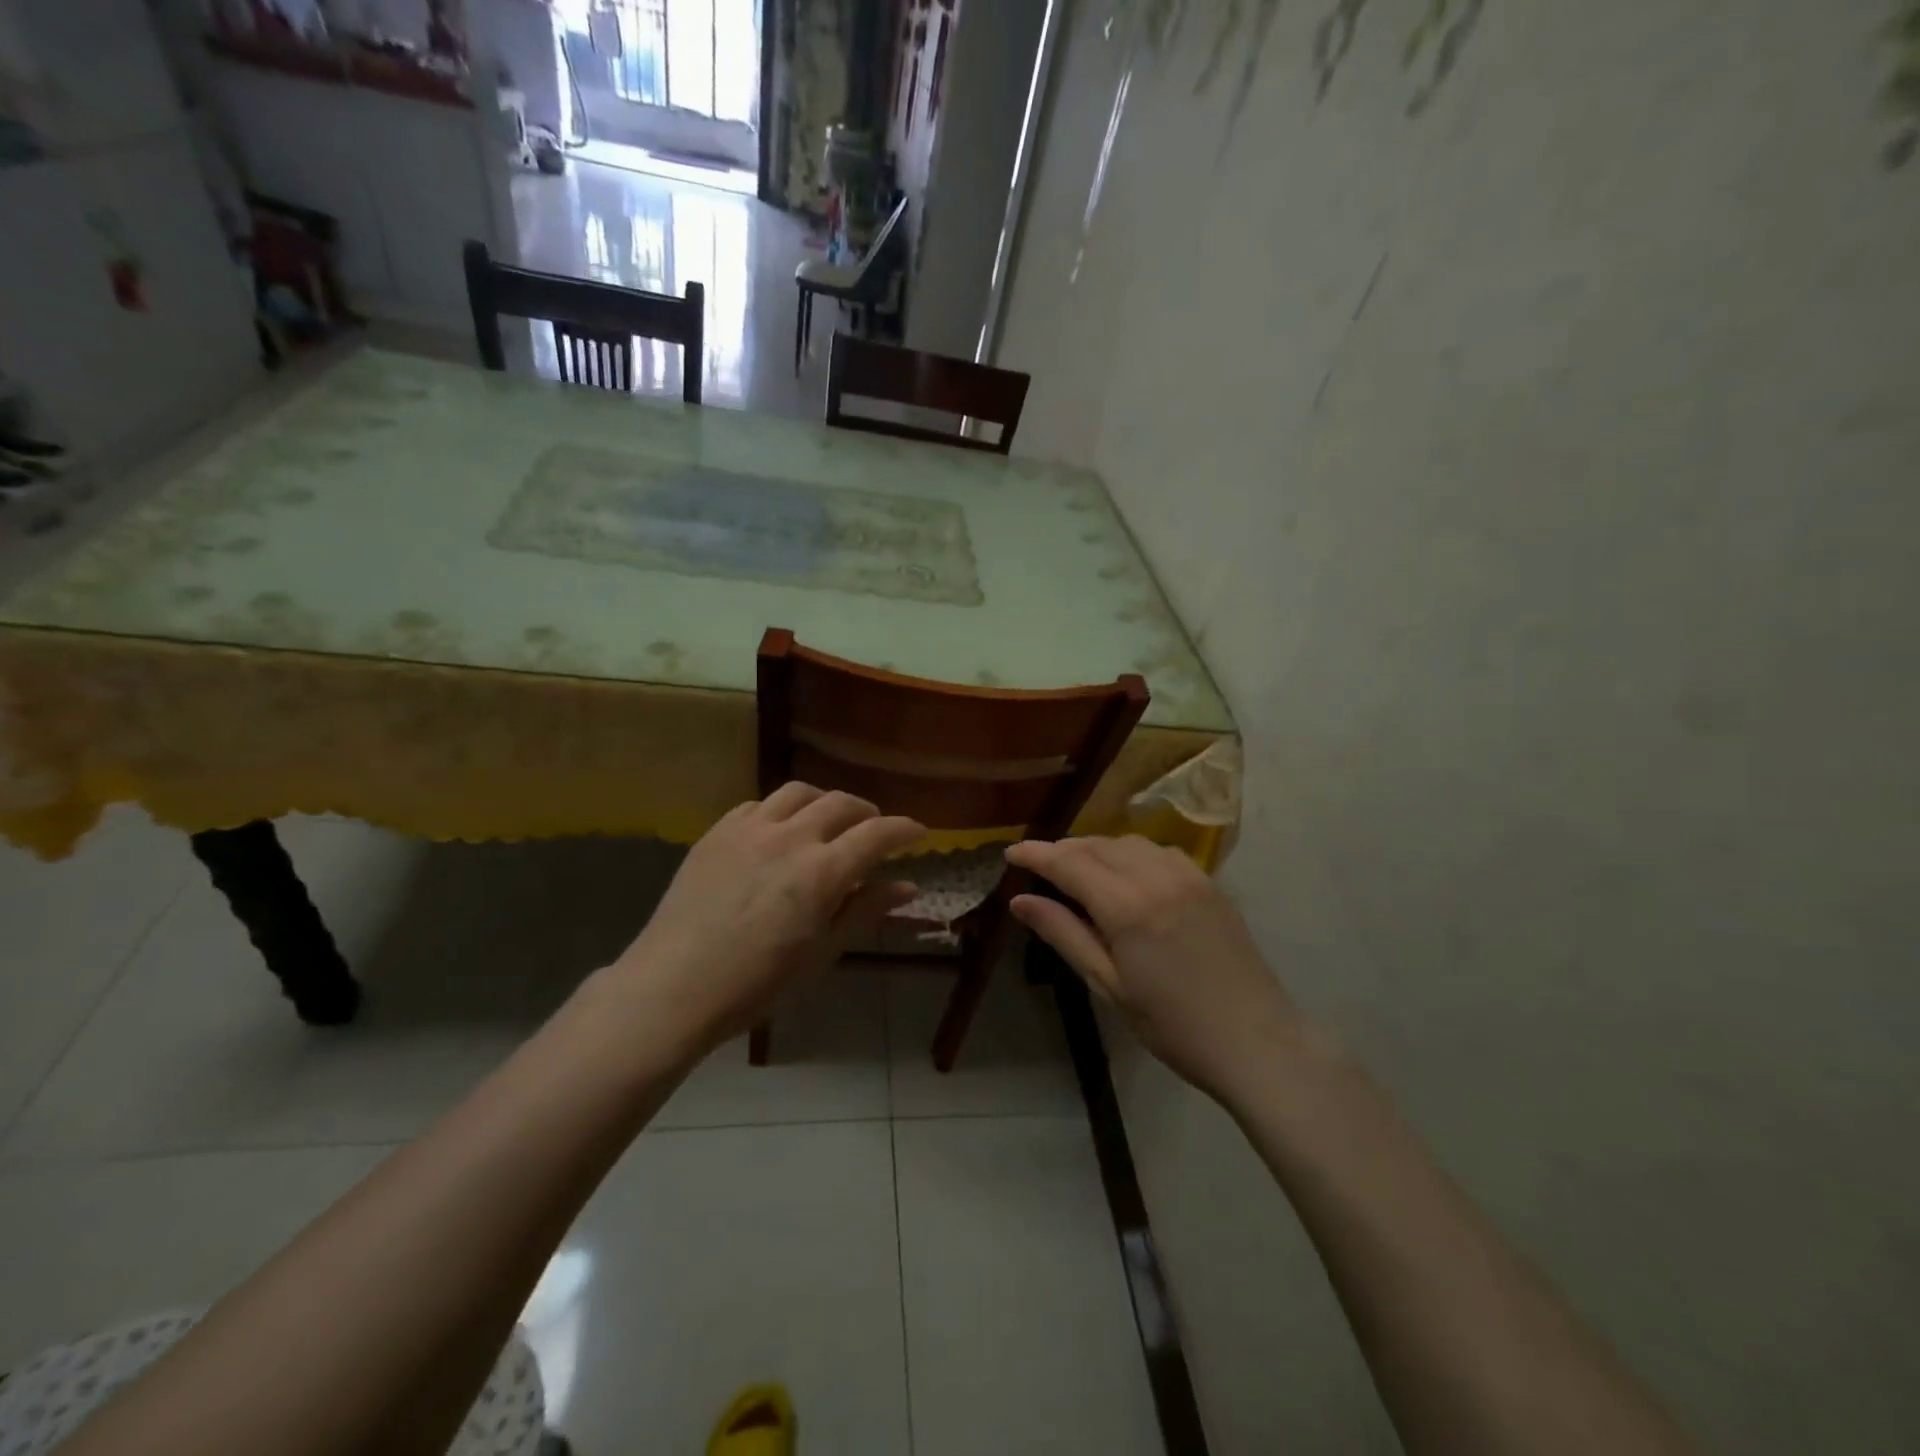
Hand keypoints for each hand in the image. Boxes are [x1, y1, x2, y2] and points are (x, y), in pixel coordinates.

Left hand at [611, 784, 923, 1055]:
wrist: (673, 987)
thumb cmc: (757, 983)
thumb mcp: (821, 952)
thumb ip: (864, 910)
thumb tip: (907, 886)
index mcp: (822, 871)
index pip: (877, 834)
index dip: (904, 829)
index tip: (918, 833)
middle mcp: (790, 837)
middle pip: (841, 803)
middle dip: (867, 813)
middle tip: (874, 830)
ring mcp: (749, 829)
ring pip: (799, 792)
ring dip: (824, 801)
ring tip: (828, 821)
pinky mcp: (717, 832)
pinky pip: (758, 804)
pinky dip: (781, 811)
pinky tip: (779, 830)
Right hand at [1005, 836, 1302, 1102]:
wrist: (1256, 1042)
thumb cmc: (1172, 1026)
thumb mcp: (1109, 985)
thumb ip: (1064, 934)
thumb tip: (1020, 900)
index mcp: (1127, 906)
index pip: (1069, 863)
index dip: (1036, 854)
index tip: (1011, 852)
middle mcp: (1156, 876)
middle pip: (1097, 845)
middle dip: (1064, 850)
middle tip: (1040, 867)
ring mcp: (1188, 875)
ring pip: (1129, 842)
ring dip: (1098, 849)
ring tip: (1079, 871)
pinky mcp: (1209, 882)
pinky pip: (1159, 851)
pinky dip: (1131, 853)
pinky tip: (1127, 875)